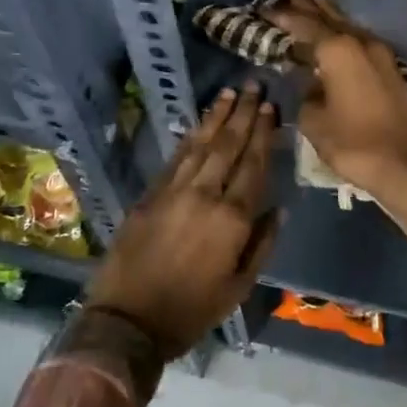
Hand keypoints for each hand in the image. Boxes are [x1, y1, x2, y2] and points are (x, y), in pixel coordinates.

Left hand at [85, 82, 280, 357]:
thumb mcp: (239, 287)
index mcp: (232, 218)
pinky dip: (190, 138)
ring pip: (200, 145)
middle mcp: (204, 195)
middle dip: (243, 114)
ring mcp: (173, 191)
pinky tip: (199, 125)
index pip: (253, 165)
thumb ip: (261, 243)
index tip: (272, 108)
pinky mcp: (150, 194)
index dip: (264, 134)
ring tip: (230, 93)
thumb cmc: (192, 310)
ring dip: (216, 117)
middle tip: (255, 86)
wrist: (128, 320)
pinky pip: (176, 158)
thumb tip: (277, 208)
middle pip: (228, 146)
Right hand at [266, 0, 406, 275]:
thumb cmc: (354, 143)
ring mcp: (381, 54)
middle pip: (329, 17)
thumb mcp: (314, 121)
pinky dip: (342, 34)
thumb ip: (305, 94)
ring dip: (328, 17)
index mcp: (337, 49)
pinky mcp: (391, 70)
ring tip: (310, 5)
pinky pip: (359, 41)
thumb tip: (309, 83)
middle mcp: (360, 42)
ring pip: (348, 26)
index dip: (281, 16)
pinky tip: (336, 37)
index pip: (303, 24)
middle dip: (307, 7)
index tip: (263, 9)